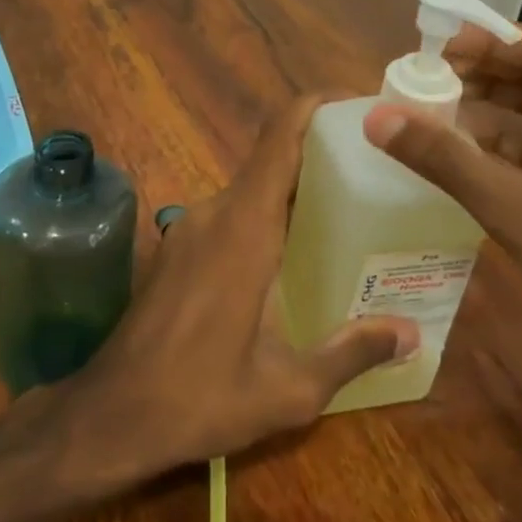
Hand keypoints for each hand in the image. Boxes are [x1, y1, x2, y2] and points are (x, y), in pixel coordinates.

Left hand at [66, 96, 418, 485]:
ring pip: (252, 188)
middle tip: (377, 174)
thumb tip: (412, 333)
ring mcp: (189, 227)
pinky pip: (232, 212)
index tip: (359, 106)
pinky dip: (267, 215)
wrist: (109, 415)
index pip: (280, 137)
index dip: (317, 107)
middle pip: (273, 159)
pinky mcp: (177, 247)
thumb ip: (351, 353)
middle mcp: (215, 212)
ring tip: (348, 214)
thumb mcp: (287, 389)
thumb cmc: (199, 398)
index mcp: (244, 227)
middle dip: (322, 156)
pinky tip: (295, 254)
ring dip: (294, 190)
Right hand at [361, 24, 521, 394]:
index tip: (437, 46)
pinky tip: (452, 146)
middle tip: (424, 74)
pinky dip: (493, 146)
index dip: (493, 43)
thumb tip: (377, 117)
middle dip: (484, 75)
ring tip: (429, 104)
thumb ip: (446, 160)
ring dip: (485, 110)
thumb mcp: (518, 212)